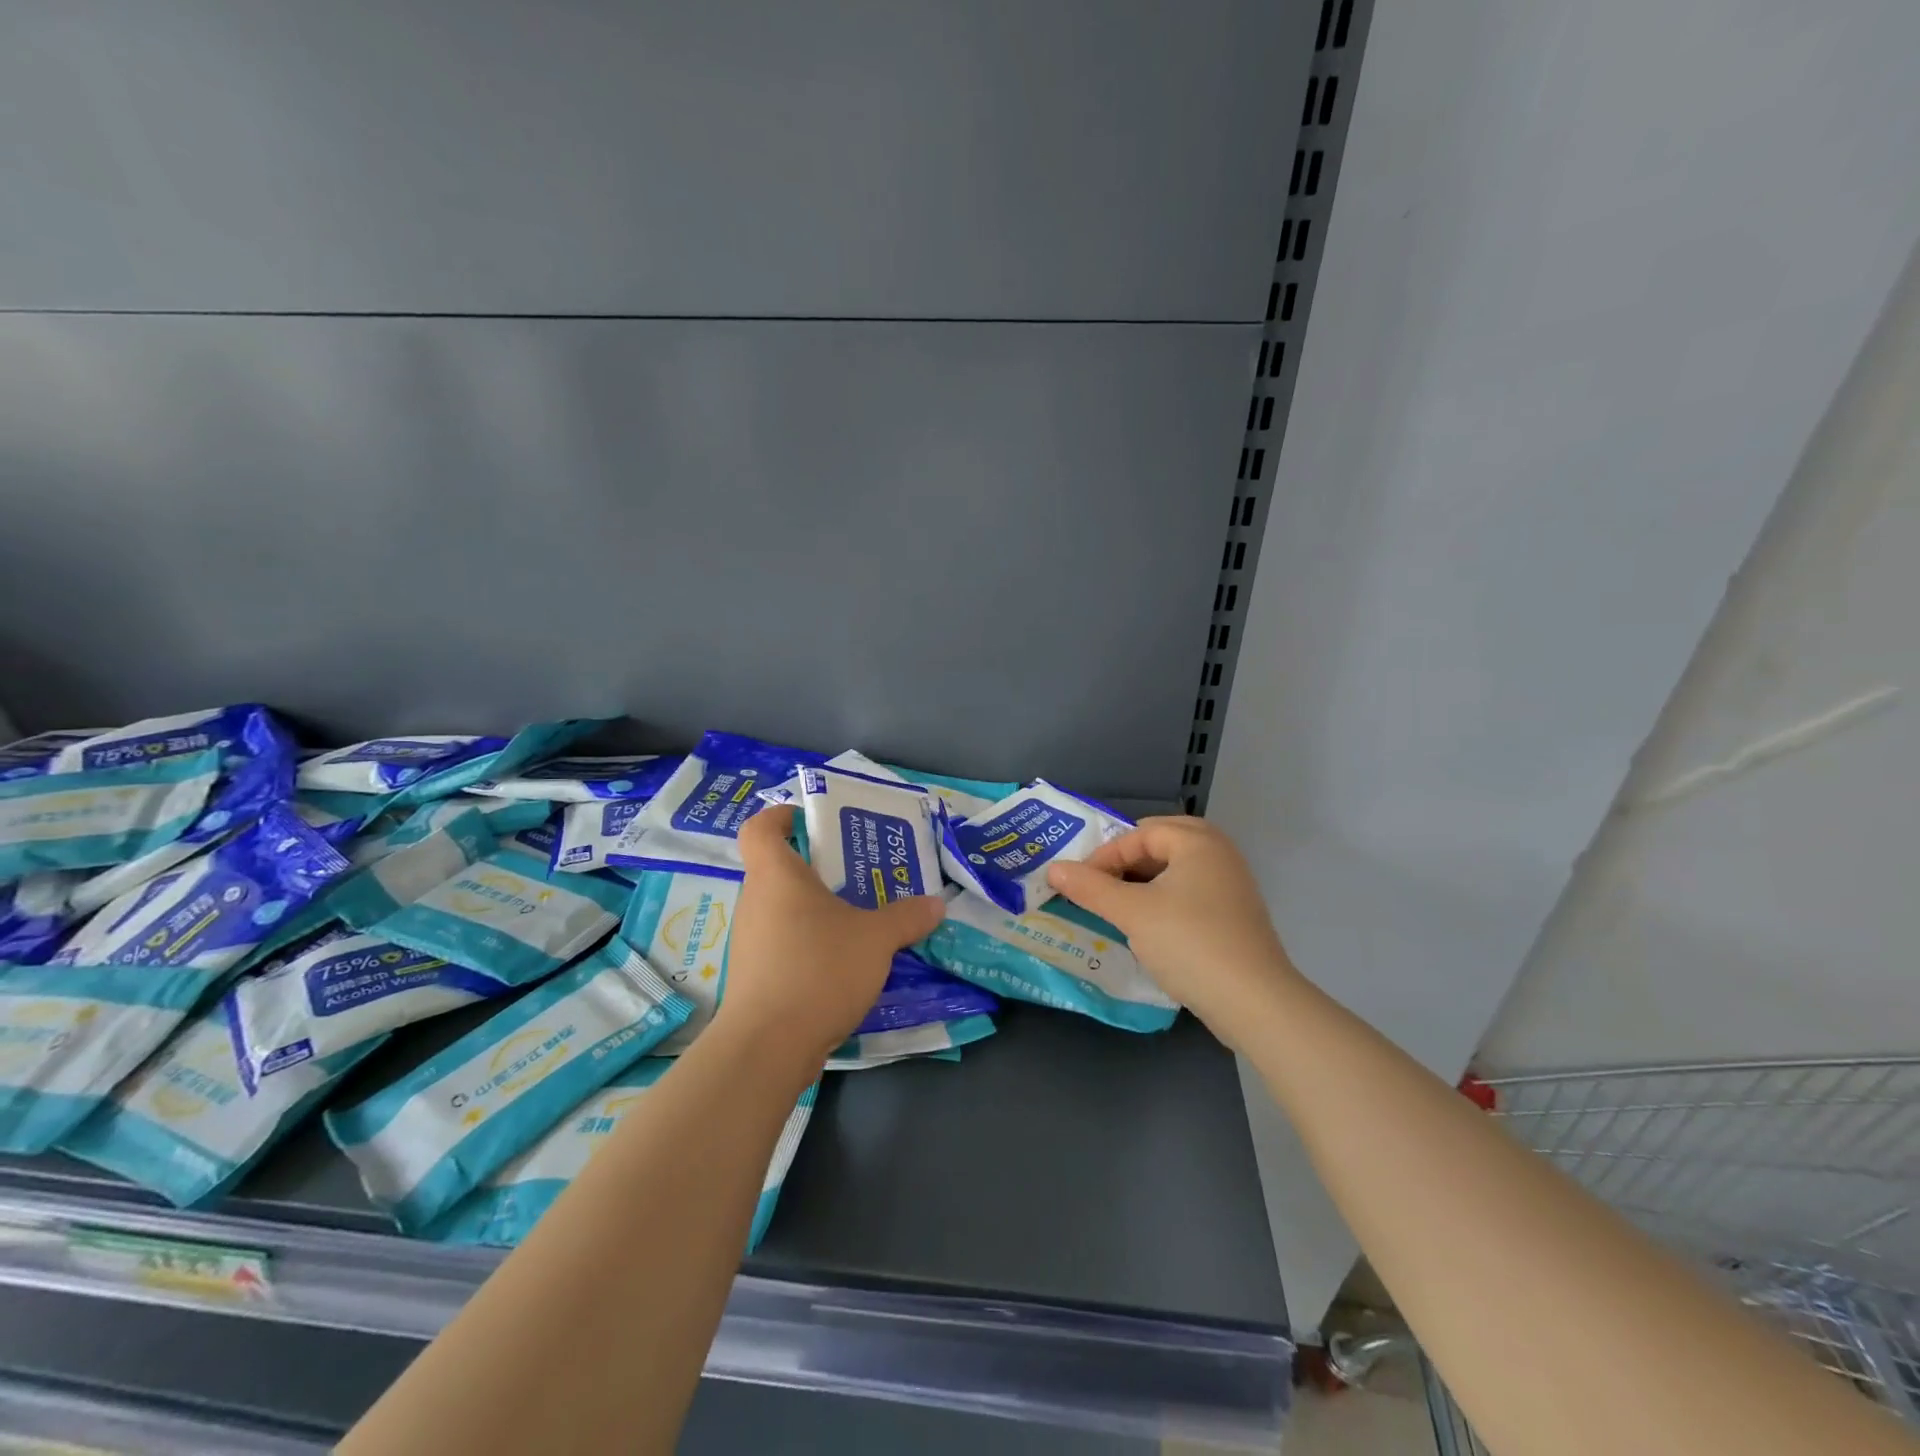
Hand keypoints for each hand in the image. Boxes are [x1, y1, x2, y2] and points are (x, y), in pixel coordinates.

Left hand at [713, 806, 945, 1076]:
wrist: (768, 1047)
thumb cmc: (818, 969)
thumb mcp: (875, 939)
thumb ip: (906, 917)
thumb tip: (935, 904)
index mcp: (776, 875)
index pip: (760, 828)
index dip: (780, 815)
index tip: (808, 819)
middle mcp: (755, 902)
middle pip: (777, 869)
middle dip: (815, 868)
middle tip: (855, 874)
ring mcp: (750, 942)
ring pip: (781, 910)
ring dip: (814, 910)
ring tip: (856, 919)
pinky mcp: (753, 977)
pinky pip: (781, 943)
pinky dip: (807, 943)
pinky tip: (840, 962)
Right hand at [1045, 816, 1296, 1050]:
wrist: (1254, 1002)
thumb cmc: (1189, 943)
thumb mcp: (1132, 913)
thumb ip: (1090, 888)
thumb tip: (1053, 869)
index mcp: (1198, 842)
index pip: (1140, 833)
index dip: (1105, 855)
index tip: (1080, 884)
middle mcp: (1220, 854)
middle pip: (1162, 844)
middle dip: (1127, 862)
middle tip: (1101, 884)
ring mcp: (1232, 886)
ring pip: (1177, 871)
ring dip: (1144, 883)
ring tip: (1118, 906)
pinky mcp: (1235, 917)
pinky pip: (1191, 894)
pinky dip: (1165, 901)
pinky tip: (1149, 928)